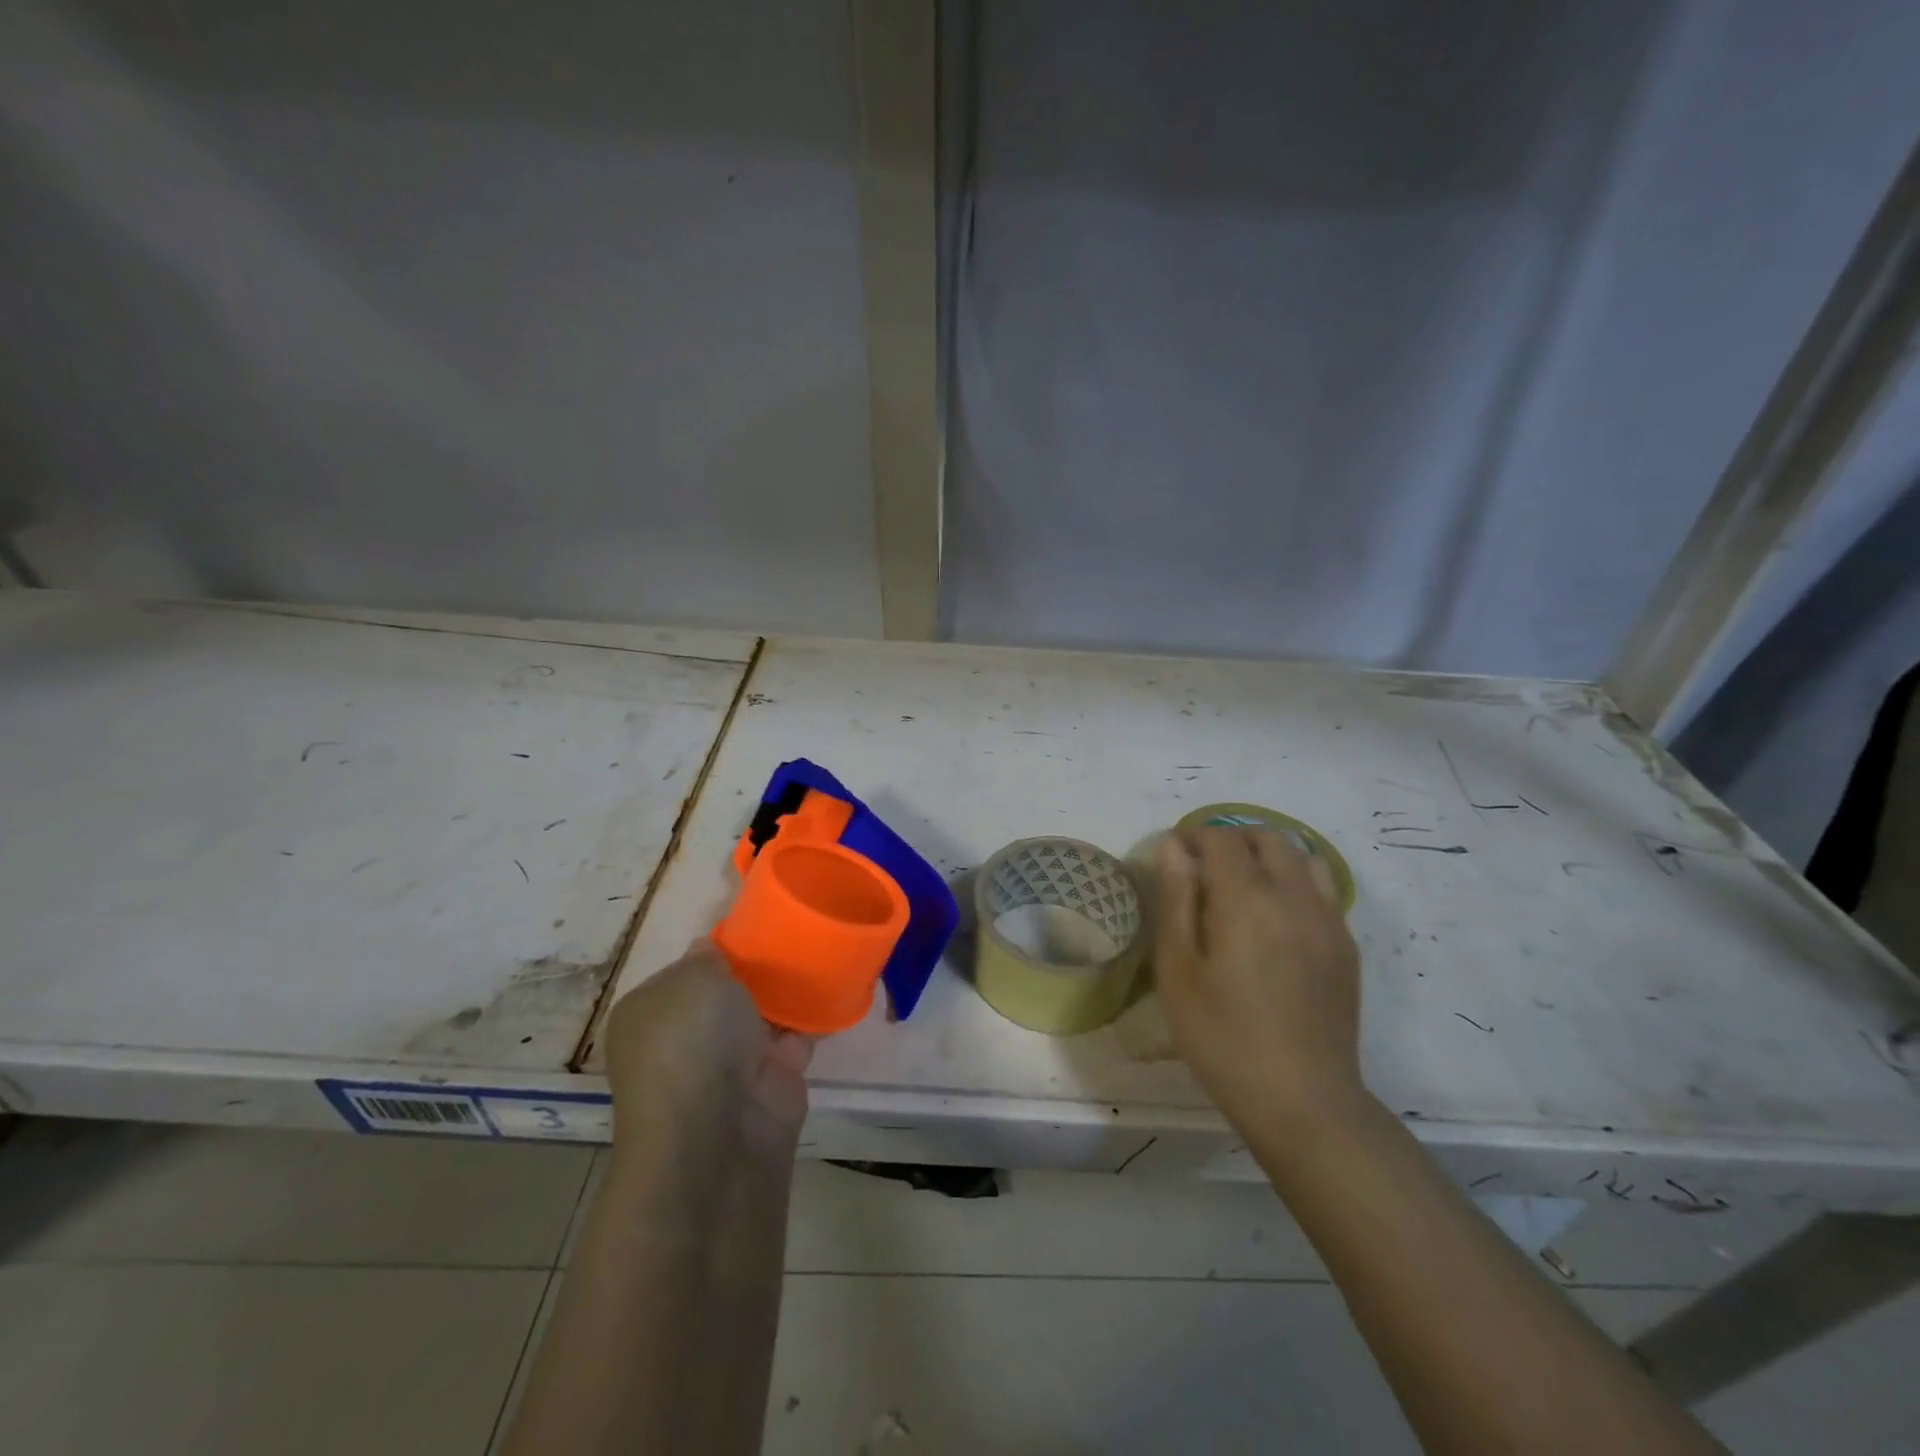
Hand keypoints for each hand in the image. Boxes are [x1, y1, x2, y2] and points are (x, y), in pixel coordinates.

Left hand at [604, 939, 812, 1154]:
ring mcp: (729, 1065)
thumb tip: (709, 952)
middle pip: (725, 995)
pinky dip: (814, 1019)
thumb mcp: (693, 977)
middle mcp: (684, 1041)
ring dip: (786, 995)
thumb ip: (706, 957)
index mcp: (649, 1016)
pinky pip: (797, 1038)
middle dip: (753, 972)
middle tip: (790, 935)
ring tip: (818, 950)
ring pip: (762, 1017)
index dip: (714, 954)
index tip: (749, 932)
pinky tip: (834, 986)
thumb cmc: (691, 1040)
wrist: (719, 1130)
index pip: (683, 974)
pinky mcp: (771, 1082)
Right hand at [1154, 828, 1365, 1138]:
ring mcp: (1328, 920)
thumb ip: (1176, 900)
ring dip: (1269, 856)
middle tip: (1204, 867)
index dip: (1192, 836)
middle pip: (1267, 837)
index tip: (1172, 855)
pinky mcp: (1346, 946)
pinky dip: (1296, 882)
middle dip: (1232, 838)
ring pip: (1303, 857)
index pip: (1221, 838)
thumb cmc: (1223, 1036)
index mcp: (1247, 899)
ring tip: (1243, 886)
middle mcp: (1294, 896)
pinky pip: (1323, 889)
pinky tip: (1277, 919)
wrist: (1304, 1101)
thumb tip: (1173, 847)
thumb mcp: (1178, 970)